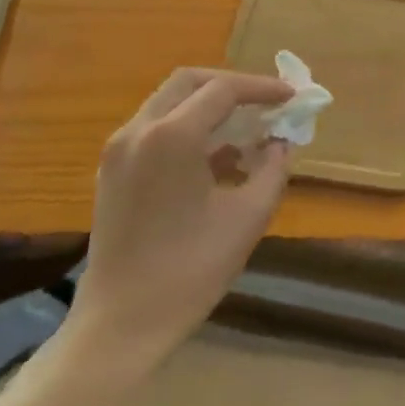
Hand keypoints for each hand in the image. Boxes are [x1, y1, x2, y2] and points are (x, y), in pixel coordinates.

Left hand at [60, 68, 295, 390]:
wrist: (121, 323)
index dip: (262, 88)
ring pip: (170, 102)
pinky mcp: (112, 170)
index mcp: (172, 137)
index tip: (292, 96)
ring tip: (248, 130)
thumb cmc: (190, 270)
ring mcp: (119, 149)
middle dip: (233, 87)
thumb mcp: (248, 216)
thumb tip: (281, 141)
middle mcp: (139, 130)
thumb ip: (273, 167)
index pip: (224, 90)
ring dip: (209, 107)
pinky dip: (189, 128)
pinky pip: (155, 128)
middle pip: (190, 82)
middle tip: (267, 102)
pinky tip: (218, 159)